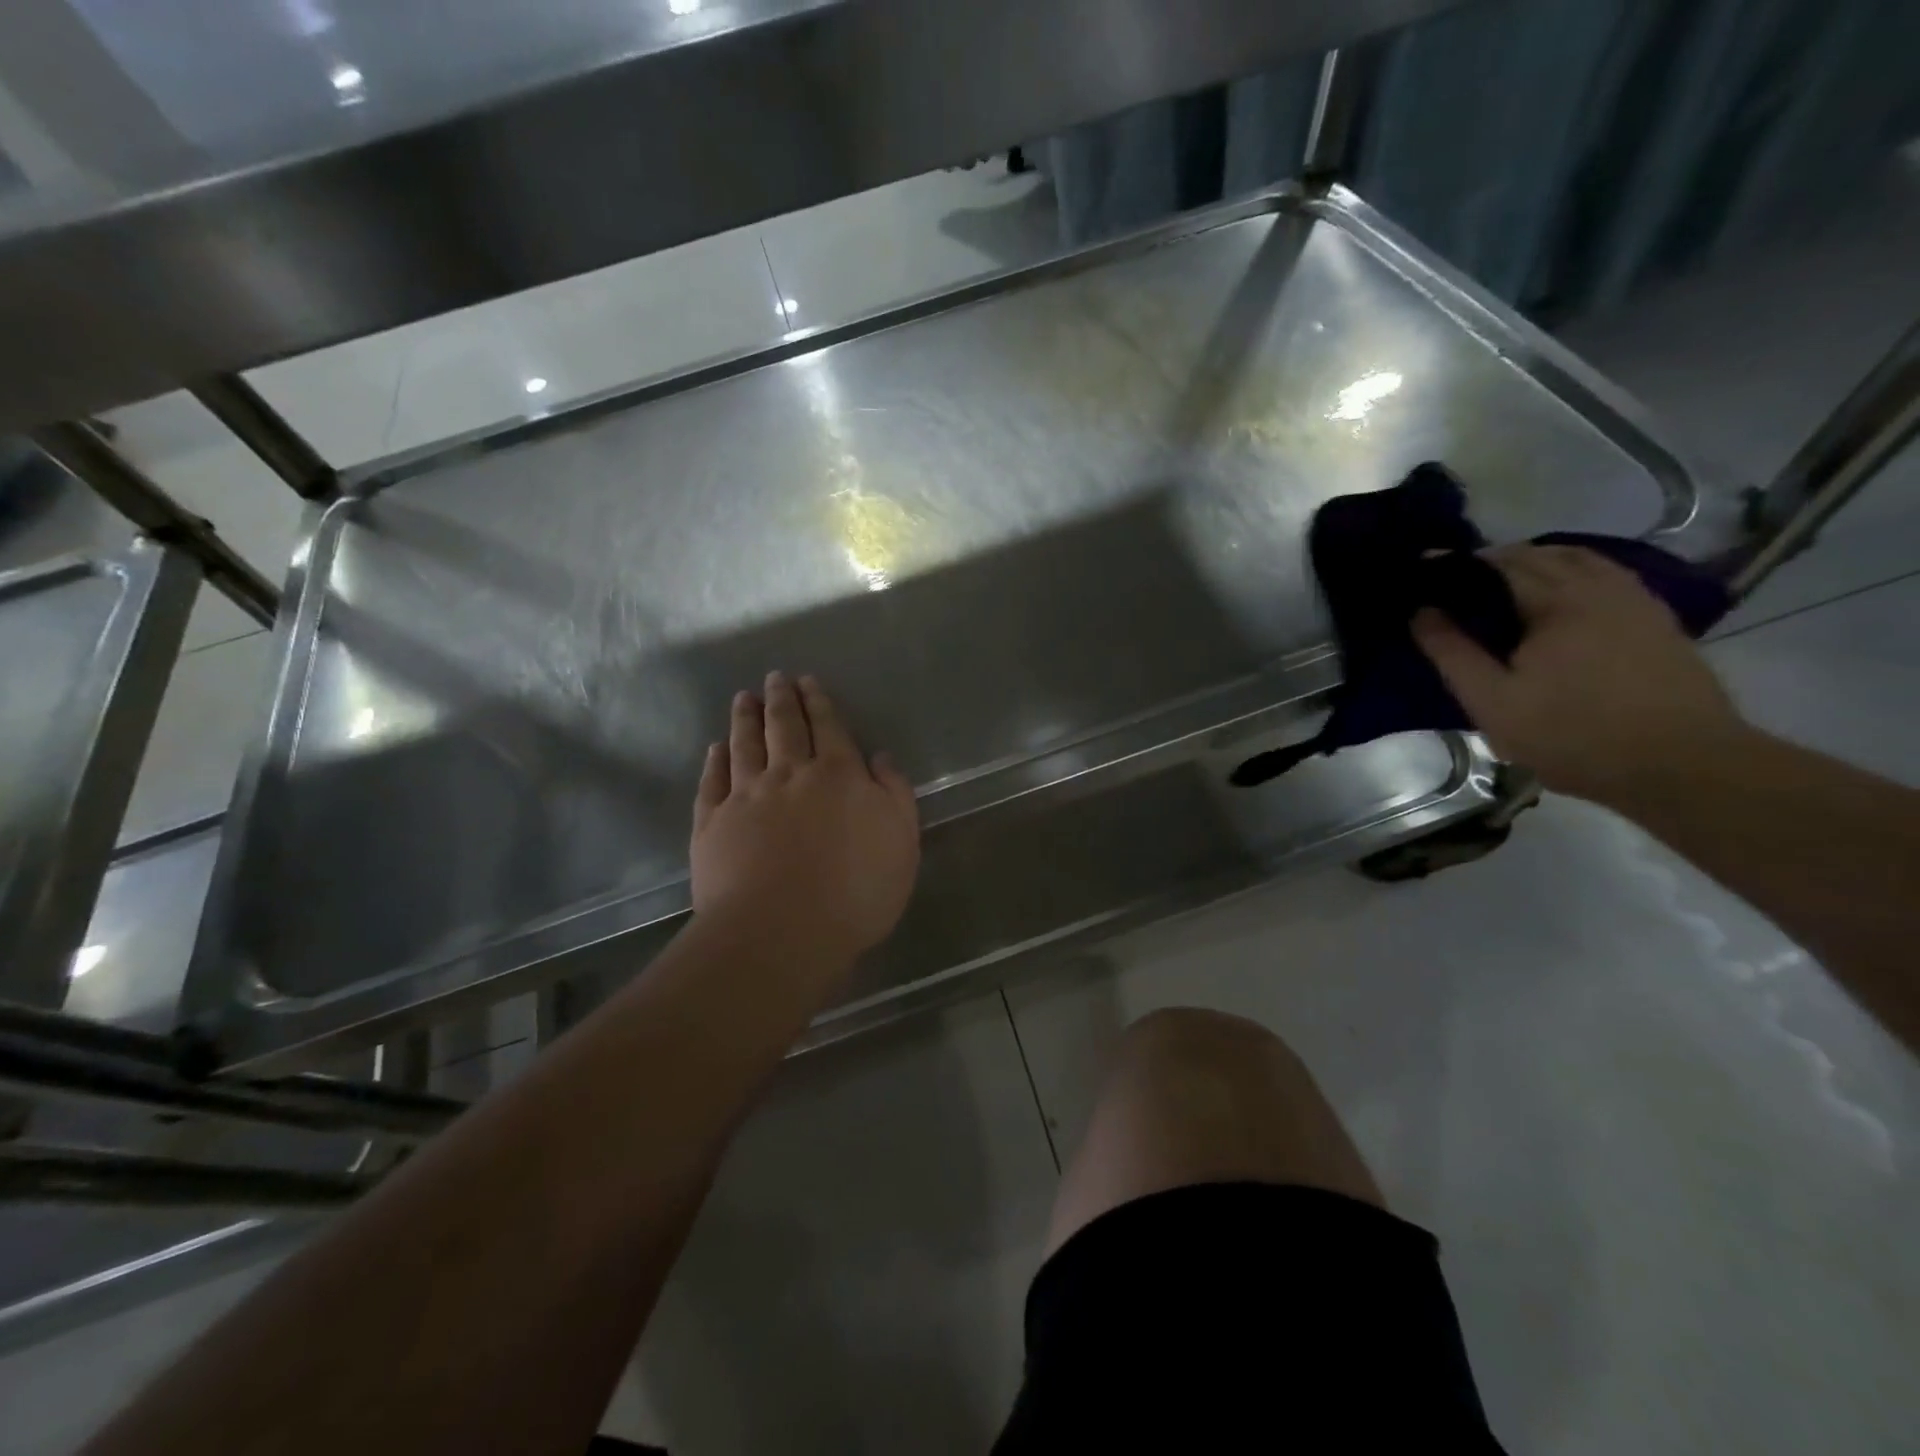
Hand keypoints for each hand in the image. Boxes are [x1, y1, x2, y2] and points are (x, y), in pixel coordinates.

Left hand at [691, 672, 919, 971]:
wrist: (782, 931)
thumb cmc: (855, 890)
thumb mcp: (901, 841)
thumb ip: (894, 793)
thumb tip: (880, 757)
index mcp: (838, 775)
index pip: (829, 727)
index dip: (819, 702)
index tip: (807, 681)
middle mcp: (790, 774)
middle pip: (784, 727)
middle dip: (781, 699)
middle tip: (776, 678)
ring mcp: (746, 796)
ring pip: (745, 745)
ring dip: (745, 718)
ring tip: (744, 697)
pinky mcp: (712, 823)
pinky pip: (712, 781)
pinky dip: (715, 761)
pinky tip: (716, 748)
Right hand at [1411, 545, 1747, 806]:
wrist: (1681, 764)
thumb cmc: (1572, 735)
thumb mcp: (1492, 702)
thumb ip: (1453, 653)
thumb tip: (1421, 611)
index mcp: (1557, 601)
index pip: (1497, 564)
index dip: (1457, 565)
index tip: (1424, 570)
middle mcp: (1599, 587)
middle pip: (1539, 555)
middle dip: (1494, 560)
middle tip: (1456, 583)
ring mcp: (1635, 600)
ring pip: (1579, 560)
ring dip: (1537, 562)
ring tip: (1503, 585)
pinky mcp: (1656, 620)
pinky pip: (1607, 577)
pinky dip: (1573, 573)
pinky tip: (1559, 597)